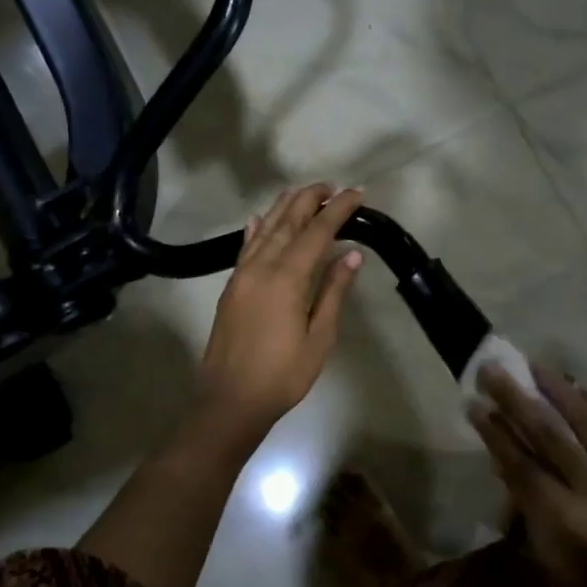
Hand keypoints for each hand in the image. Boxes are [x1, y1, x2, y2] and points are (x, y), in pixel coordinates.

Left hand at [198, 184, 363, 432]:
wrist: (229, 400)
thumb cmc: (283, 375)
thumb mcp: (319, 337)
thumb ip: (334, 291)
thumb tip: (352, 253)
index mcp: (287, 279)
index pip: (317, 232)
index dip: (338, 209)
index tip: (357, 193)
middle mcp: (262, 267)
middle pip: (288, 222)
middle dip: (310, 199)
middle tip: (331, 185)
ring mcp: (242, 275)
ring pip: (265, 229)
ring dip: (284, 207)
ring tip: (303, 192)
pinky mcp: (231, 287)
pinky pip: (245, 247)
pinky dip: (256, 228)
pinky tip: (260, 218)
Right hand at [469, 363, 586, 586]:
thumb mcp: (551, 565)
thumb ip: (528, 513)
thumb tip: (507, 469)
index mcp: (563, 522)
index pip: (520, 465)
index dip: (494, 433)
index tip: (473, 404)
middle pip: (546, 434)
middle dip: (515, 398)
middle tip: (491, 370)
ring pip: (580, 420)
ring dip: (551, 389)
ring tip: (529, 364)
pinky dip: (579, 406)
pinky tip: (565, 391)